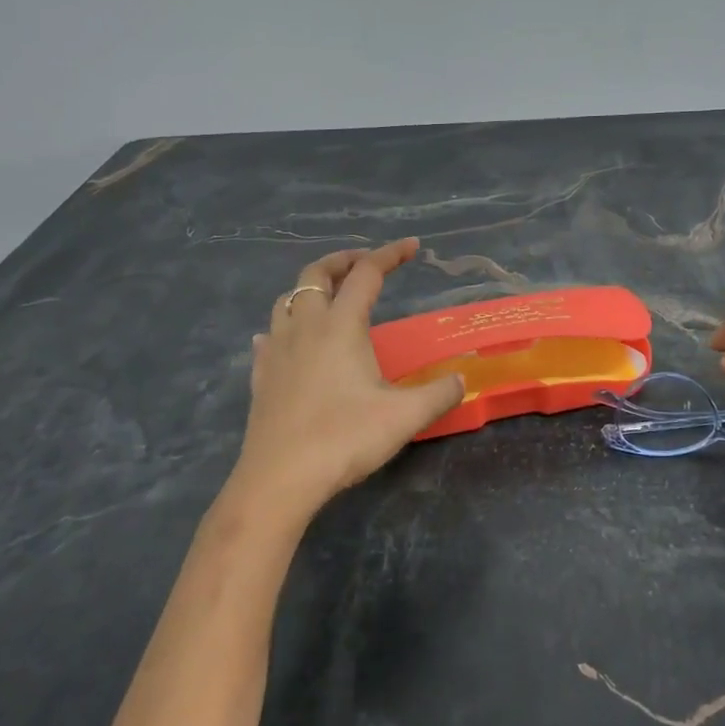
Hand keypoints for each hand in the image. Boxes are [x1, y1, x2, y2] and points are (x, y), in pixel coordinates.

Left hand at [229, 238, 463, 528]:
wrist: (279, 479)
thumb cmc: (345, 438)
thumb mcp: (405, 417)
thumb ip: (439, 393)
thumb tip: (463, 379)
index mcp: (341, 326)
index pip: (367, 274)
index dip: (390, 255)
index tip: (412, 246)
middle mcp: (305, 327)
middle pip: (316, 274)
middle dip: (343, 260)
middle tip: (364, 263)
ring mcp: (277, 351)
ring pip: (287, 300)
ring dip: (310, 289)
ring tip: (329, 298)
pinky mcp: (261, 377)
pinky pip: (270, 336)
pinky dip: (284, 326)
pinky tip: (288, 341)